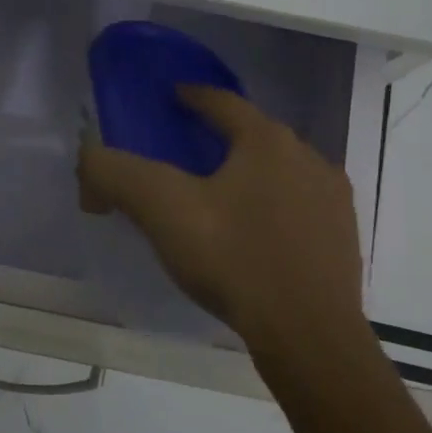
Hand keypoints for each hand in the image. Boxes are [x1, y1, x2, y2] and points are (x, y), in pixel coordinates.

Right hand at [78, 87, 364, 354]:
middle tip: (188, 155)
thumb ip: (116, 174)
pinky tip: (256, 237)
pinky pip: (300, 207)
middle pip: (255, 135)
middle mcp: (308, 158)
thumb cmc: (235, 260)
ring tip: (221, 198)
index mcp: (267, 141)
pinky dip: (274, 208)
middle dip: (222, 138)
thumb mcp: (163, 211)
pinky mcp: (343, 237)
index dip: (193, 96)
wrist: (310, 336)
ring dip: (250, 175)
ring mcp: (333, 199)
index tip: (174, 97)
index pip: (224, 102)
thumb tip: (88, 157)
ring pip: (280, 172)